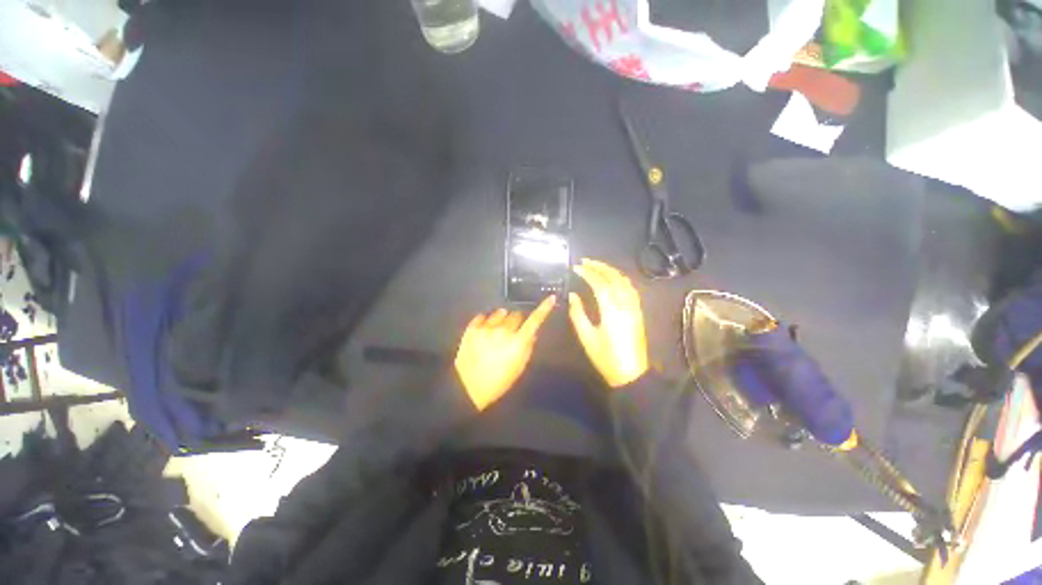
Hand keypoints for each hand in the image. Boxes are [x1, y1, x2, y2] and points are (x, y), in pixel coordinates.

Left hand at [454, 295, 555, 410]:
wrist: (468, 387)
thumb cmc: (499, 381)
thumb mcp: (519, 367)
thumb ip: (527, 348)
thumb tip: (532, 333)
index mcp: (518, 342)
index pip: (535, 321)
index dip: (544, 309)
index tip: (551, 298)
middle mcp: (504, 330)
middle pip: (516, 315)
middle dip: (517, 321)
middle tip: (512, 331)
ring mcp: (486, 328)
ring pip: (500, 313)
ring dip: (501, 319)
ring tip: (496, 331)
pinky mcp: (472, 328)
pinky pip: (483, 316)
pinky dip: (486, 321)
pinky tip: (484, 330)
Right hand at [569, 259, 648, 387]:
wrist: (632, 374)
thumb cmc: (606, 358)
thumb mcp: (587, 337)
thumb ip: (578, 314)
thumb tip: (573, 296)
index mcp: (611, 311)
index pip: (599, 284)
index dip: (587, 273)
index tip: (576, 267)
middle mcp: (625, 304)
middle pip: (614, 278)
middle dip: (600, 266)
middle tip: (585, 261)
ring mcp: (634, 307)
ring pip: (625, 281)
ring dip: (611, 270)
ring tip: (597, 266)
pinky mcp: (638, 311)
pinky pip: (630, 288)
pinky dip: (620, 278)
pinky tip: (612, 278)